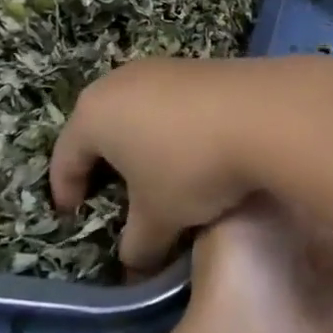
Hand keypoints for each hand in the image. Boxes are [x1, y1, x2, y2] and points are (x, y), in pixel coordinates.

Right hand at [50, 58, 282, 268]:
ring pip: (139, 112)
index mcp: (94, 114)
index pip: (65, 157)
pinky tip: (197, 150)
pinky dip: (175, 129)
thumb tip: (133, 266)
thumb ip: (138, 245)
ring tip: (159, 175)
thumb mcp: (160, 216)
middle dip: (104, 163)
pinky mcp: (201, 66)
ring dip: (143, 144)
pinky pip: (173, 103)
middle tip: (113, 195)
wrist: (266, 113)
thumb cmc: (192, 166)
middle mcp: (121, 81)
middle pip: (100, 128)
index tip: (74, 216)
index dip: (66, 190)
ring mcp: (164, 68)